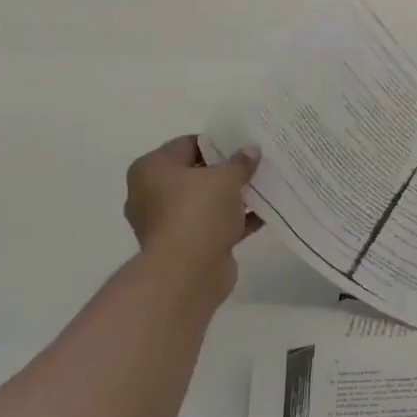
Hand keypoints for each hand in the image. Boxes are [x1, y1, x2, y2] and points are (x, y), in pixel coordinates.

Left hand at [123, 137, 261, 306]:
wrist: (187, 272)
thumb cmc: (198, 212)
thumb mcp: (226, 178)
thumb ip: (240, 162)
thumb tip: (250, 151)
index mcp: (152, 169)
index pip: (187, 144)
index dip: (218, 144)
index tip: (244, 147)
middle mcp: (152, 194)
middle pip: (195, 174)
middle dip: (226, 172)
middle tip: (256, 167)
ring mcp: (167, 222)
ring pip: (205, 202)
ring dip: (232, 198)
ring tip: (264, 190)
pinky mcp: (184, 245)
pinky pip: (212, 225)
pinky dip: (234, 221)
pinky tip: (262, 216)